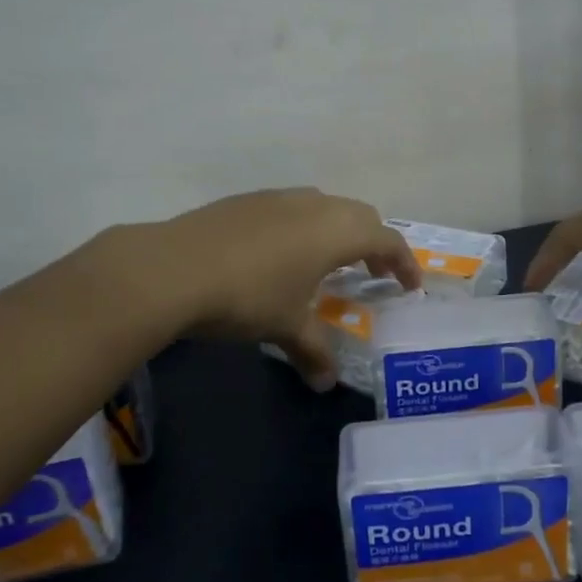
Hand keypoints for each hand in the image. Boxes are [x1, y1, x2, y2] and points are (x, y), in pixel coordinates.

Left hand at [147, 188, 420, 388]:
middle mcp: (314, 205)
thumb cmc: (247, 296)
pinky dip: (303, 226)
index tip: (409, 286)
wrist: (172, 268)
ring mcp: (278, 197)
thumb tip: (326, 383)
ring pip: (324, 206)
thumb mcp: (286, 327)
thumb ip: (313, 351)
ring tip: (328, 263)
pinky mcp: (247, 200)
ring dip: (337, 231)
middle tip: (373, 274)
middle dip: (374, 243)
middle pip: (360, 215)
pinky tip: (281, 254)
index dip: (403, 263)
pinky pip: (291, 208)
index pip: (387, 240)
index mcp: (336, 232)